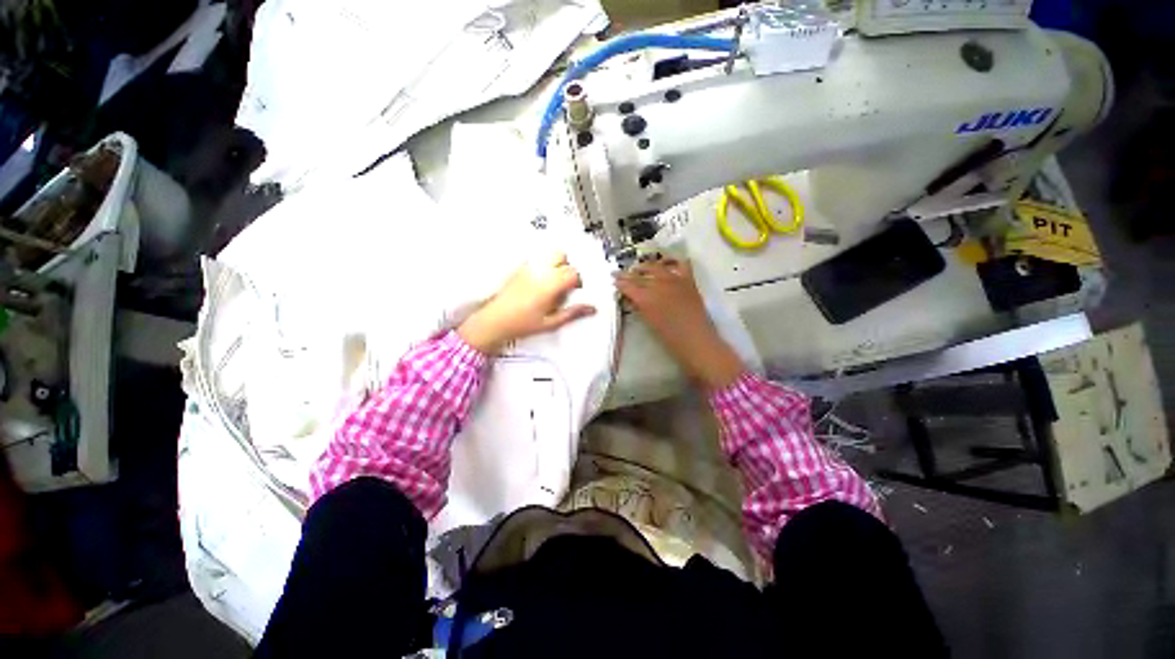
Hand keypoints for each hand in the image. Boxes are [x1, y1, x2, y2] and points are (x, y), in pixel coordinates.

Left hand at [458, 252, 596, 353]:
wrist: (495, 321)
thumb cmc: (522, 323)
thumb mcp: (551, 322)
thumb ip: (572, 313)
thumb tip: (591, 308)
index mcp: (549, 284)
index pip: (572, 272)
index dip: (578, 281)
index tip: (576, 291)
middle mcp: (539, 271)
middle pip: (561, 256)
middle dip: (568, 267)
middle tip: (566, 284)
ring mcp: (528, 267)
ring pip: (549, 254)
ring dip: (556, 264)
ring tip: (554, 282)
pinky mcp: (520, 269)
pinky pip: (537, 260)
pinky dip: (544, 266)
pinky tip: (541, 282)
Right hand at [616, 259, 743, 390]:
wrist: (696, 340)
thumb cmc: (669, 338)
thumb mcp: (649, 322)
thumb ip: (640, 307)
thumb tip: (632, 298)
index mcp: (646, 298)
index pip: (628, 286)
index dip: (620, 283)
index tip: (614, 280)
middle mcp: (658, 285)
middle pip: (640, 274)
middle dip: (628, 273)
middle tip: (621, 274)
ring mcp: (674, 280)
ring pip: (656, 266)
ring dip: (646, 266)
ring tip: (639, 268)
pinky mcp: (688, 280)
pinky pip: (680, 264)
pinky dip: (672, 261)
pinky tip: (666, 262)